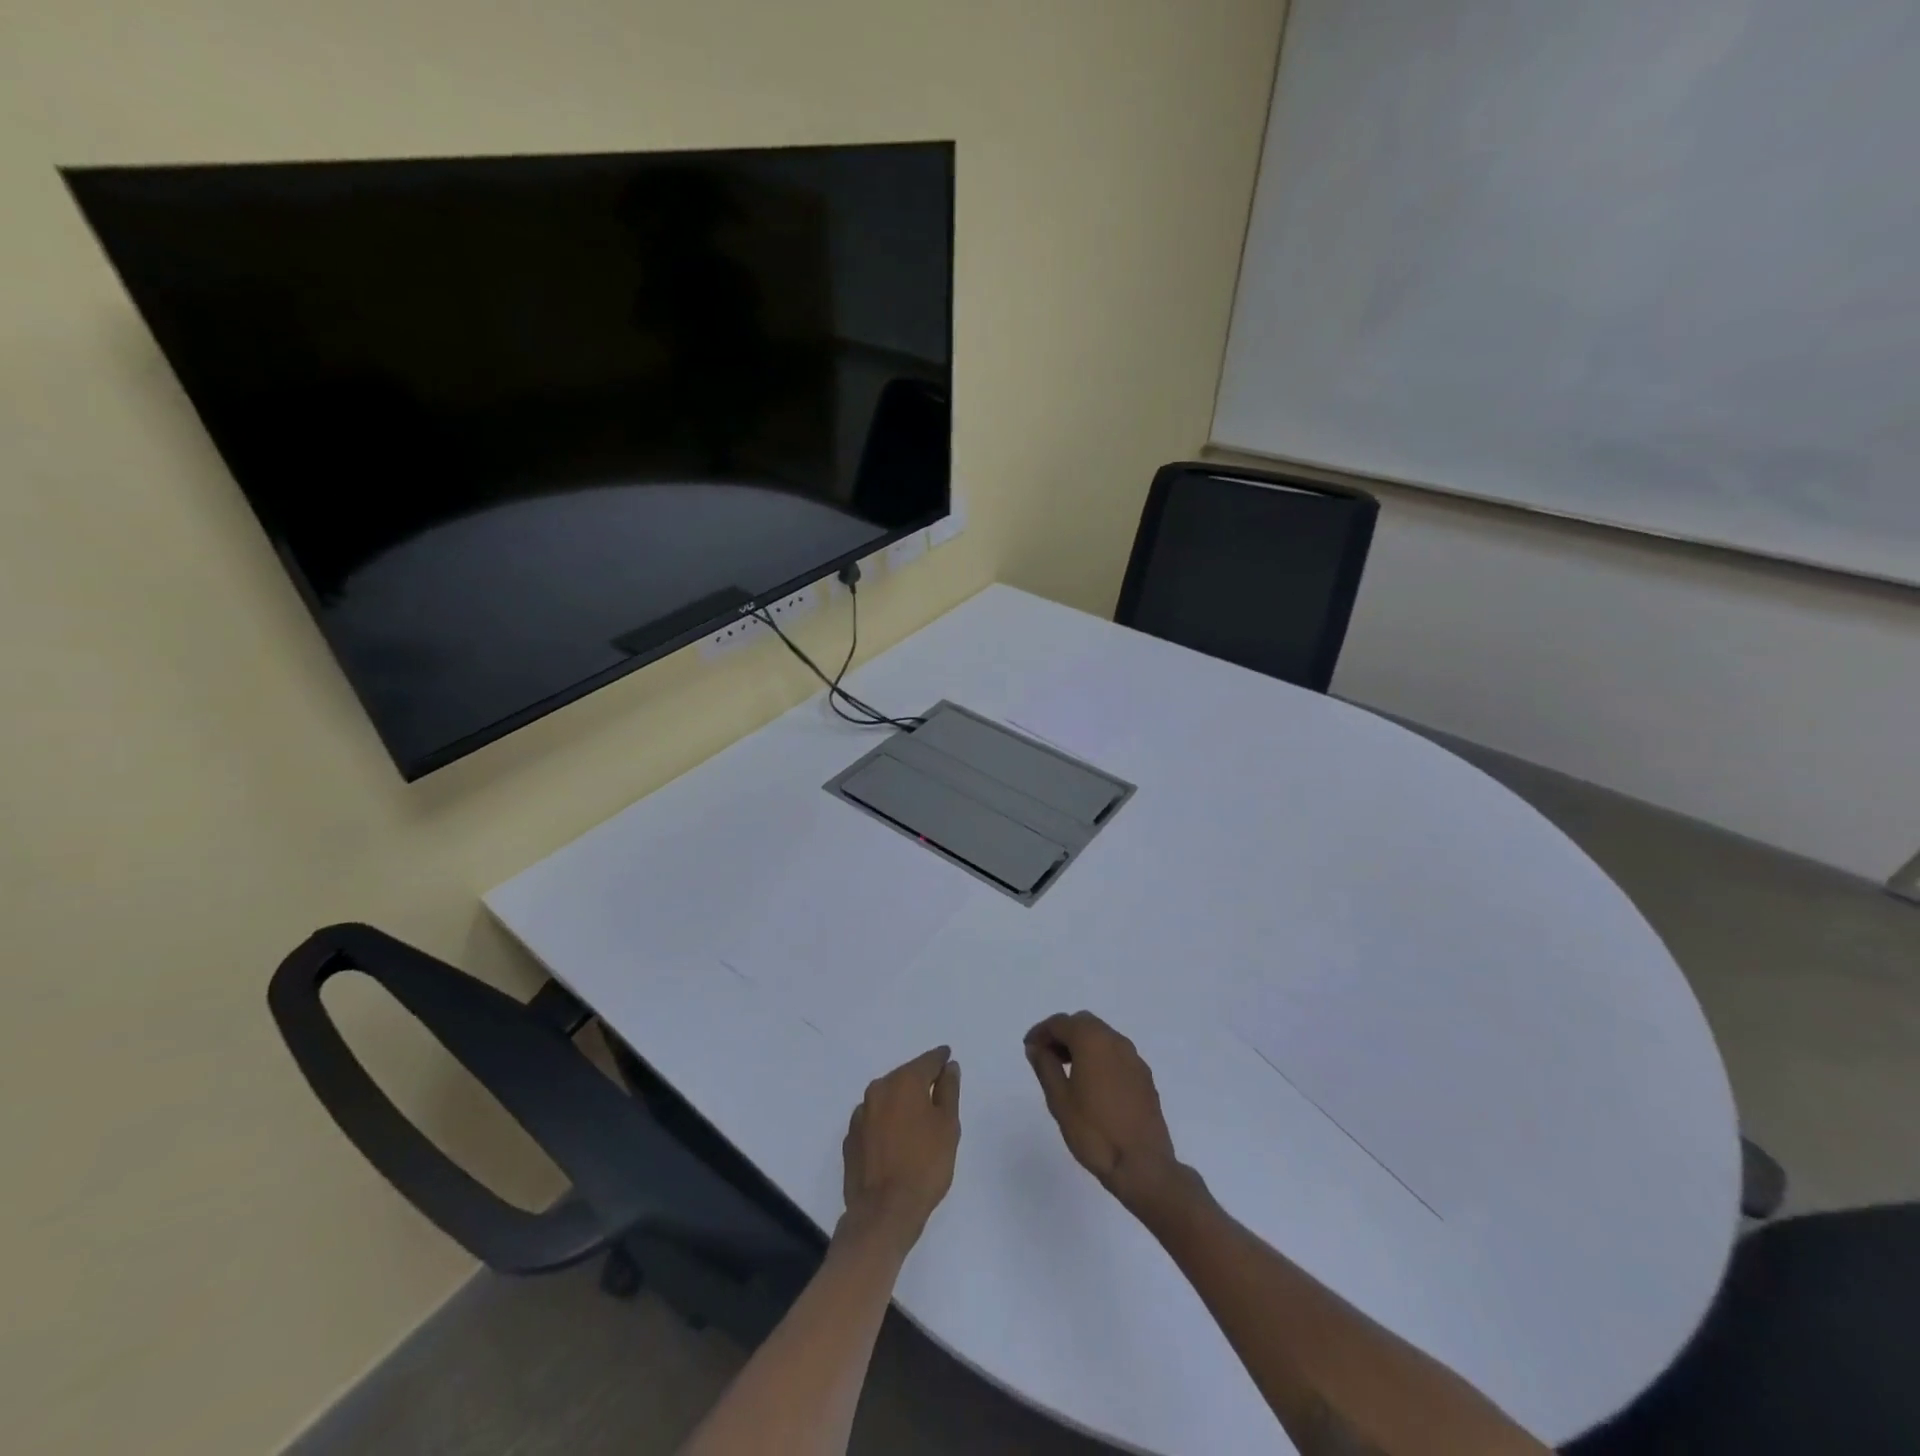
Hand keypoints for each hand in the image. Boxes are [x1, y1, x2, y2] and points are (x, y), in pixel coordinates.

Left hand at [840, 1046, 961, 1250]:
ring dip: (902, 1101)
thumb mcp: (948, 1126)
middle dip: (920, 1080)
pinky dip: (886, 1121)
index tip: (948, 1058)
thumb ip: (949, 1091)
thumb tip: (949, 1067)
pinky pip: (874, 1119)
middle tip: (937, 1090)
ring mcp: (860, 1114)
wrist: (883, 1213)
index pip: (927, 1061)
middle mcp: (878, 1090)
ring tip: (917, 1117)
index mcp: (904, 1082)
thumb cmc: (924, 1166)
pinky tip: (896, 1138)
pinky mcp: (851, 1138)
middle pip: (905, 1076)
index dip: (941, 1059)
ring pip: (887, 1097)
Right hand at [1024, 1011, 1195, 1220]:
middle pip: (1083, 1023)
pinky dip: (1099, 1057)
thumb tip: (1037, 1047)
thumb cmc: (1094, 1131)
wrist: (1142, 1165)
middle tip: (1046, 1056)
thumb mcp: (1059, 1100)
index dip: (1041, 1032)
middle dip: (1063, 1034)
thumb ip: (1046, 1067)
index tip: (1030, 1048)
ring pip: (1102, 1036)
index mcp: (1092, 1041)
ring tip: (1067, 1070)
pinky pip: (1116, 1054)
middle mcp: (1116, 1041)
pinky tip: (1093, 1084)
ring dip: (1082, 1044)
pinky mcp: (1144, 1076)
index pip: (1061, 1022)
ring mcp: (1134, 1058)